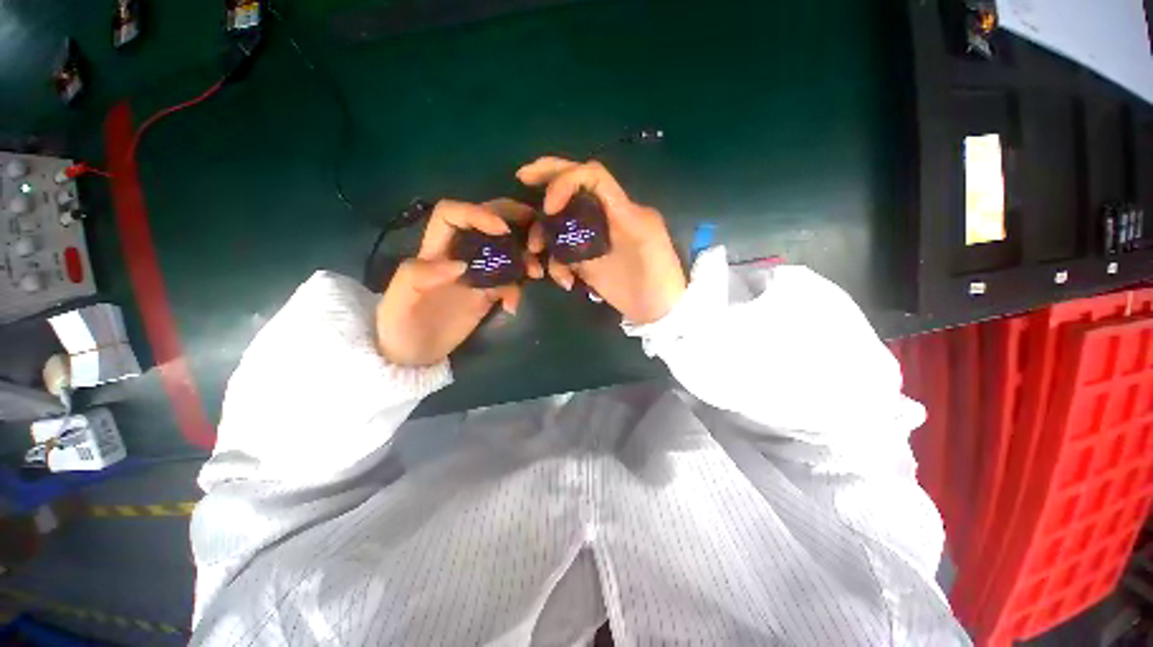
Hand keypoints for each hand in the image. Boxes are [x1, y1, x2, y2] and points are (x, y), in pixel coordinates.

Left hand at [376, 199, 542, 366]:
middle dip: (513, 220)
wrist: (412, 356)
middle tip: (536, 233)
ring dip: (524, 256)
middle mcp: (459, 255)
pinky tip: (513, 307)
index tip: (502, 229)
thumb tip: (461, 265)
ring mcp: (476, 274)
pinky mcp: (488, 294)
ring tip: (536, 273)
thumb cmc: (399, 326)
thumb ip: (419, 276)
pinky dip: (517, 290)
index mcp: (435, 250)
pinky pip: (510, 282)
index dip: (477, 213)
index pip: (453, 214)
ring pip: (505, 251)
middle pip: (486, 224)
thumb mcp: (398, 301)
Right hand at [518, 157, 685, 324]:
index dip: (566, 181)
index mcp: (621, 207)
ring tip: (537, 254)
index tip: (549, 207)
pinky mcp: (587, 261)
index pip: (591, 176)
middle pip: (574, 187)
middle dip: (547, 178)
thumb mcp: (645, 238)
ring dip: (545, 236)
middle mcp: (603, 217)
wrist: (657, 309)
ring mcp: (593, 239)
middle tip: (522, 177)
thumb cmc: (658, 274)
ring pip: (560, 223)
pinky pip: (563, 254)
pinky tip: (566, 282)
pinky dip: (557, 266)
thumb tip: (589, 200)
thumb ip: (619, 213)